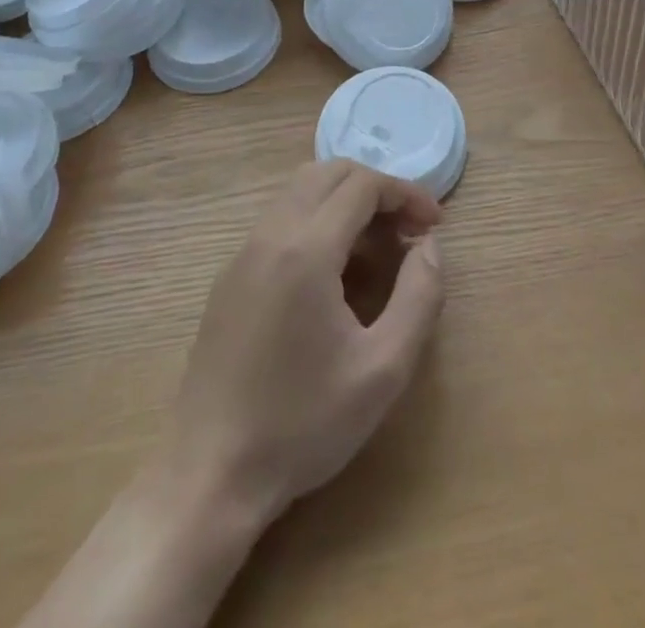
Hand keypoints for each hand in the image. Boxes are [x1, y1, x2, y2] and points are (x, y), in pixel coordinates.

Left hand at [165, 161, 443, 528]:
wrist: (210, 473)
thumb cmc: (303, 424)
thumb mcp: (383, 370)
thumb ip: (419, 297)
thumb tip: (430, 246)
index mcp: (306, 249)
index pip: (362, 185)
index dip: (406, 193)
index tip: (434, 224)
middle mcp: (270, 234)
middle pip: (329, 172)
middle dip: (376, 188)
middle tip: (407, 229)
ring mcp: (244, 251)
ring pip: (301, 190)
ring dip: (345, 201)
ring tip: (377, 247)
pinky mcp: (231, 274)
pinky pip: (280, 218)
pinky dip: (317, 219)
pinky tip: (334, 271)